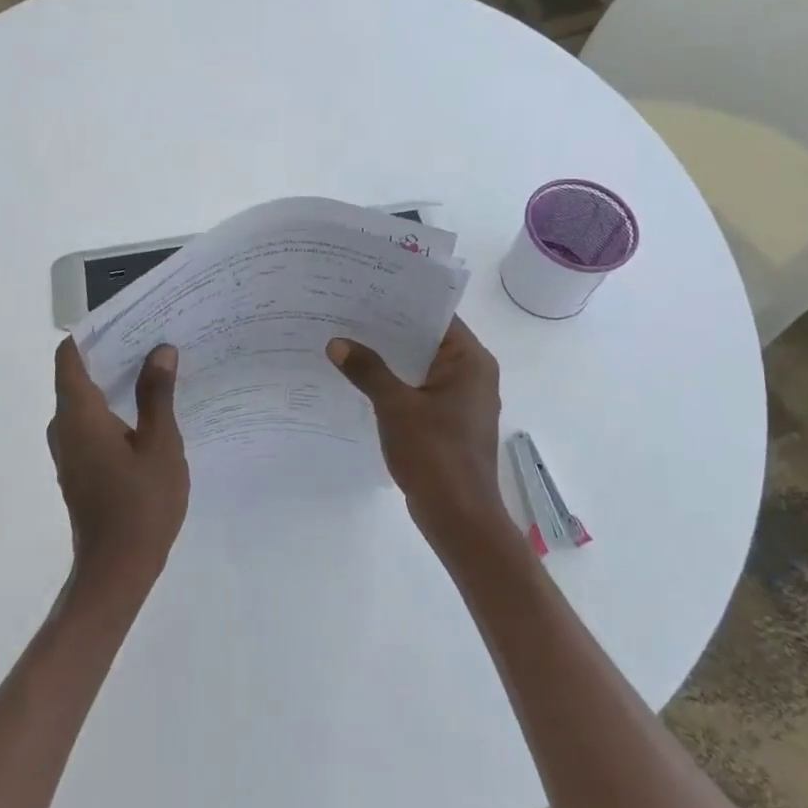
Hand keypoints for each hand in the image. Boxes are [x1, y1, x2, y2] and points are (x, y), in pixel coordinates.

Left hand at [48, 338, 189, 598]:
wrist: (117, 571)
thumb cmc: (141, 505)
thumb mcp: (160, 445)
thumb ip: (157, 395)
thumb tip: (160, 351)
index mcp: (78, 414)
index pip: (70, 356)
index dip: (95, 332)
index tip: (129, 318)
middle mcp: (64, 426)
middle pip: (79, 374)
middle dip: (113, 353)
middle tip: (155, 339)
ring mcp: (69, 450)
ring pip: (86, 400)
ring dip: (116, 381)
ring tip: (158, 368)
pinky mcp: (79, 467)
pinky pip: (91, 422)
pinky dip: (114, 407)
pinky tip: (149, 410)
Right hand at [327, 317, 514, 557]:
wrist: (459, 517)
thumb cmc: (435, 454)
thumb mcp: (395, 407)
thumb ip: (367, 370)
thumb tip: (337, 342)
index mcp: (470, 361)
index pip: (436, 316)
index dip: (402, 301)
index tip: (366, 290)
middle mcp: (471, 374)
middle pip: (426, 340)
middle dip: (388, 330)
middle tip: (346, 312)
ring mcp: (461, 400)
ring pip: (420, 366)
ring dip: (388, 358)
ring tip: (347, 340)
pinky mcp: (448, 421)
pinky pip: (418, 390)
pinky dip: (394, 383)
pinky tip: (360, 380)